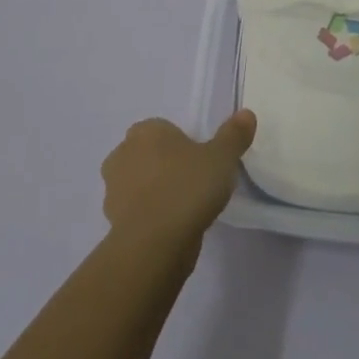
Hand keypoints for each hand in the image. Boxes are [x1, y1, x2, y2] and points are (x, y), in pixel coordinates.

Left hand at [101, 110, 255, 252]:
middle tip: (193, 182)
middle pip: (147, 154)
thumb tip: (246, 114)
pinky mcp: (112, 221)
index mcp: (145, 131)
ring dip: (154, 191)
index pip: (162, 129)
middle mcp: (122, 154)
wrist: (155, 244)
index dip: (181, 143)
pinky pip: (136, 211)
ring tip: (184, 208)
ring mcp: (113, 190)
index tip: (200, 161)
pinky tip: (172, 227)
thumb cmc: (187, 188)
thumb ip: (233, 135)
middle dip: (164, 165)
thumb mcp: (222, 158)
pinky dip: (149, 216)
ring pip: (138, 183)